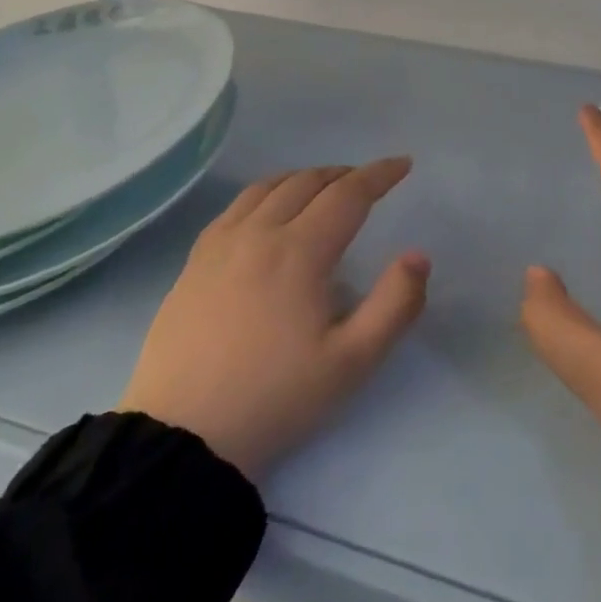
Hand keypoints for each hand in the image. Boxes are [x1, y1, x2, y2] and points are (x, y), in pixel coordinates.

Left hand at [119, 159, 429, 481]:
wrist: (182, 437)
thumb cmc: (275, 398)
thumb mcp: (352, 362)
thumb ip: (395, 305)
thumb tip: (418, 256)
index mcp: (300, 252)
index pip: (348, 194)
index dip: (379, 174)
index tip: (403, 164)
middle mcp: (259, 233)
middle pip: (308, 182)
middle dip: (345, 174)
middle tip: (369, 182)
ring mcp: (221, 245)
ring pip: (269, 187)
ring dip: (305, 178)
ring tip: (324, 187)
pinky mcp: (194, 262)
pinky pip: (236, 206)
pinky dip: (266, 192)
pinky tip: (268, 209)